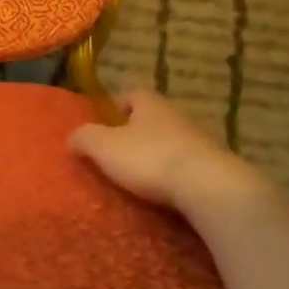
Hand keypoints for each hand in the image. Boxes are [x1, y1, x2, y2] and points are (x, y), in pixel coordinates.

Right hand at [69, 90, 285, 229]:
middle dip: (138, 133)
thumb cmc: (150, 159)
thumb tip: (72, 137)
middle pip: (154, 119)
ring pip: (173, 142)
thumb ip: (85, 138)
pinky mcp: (216, 167)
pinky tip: (168, 194)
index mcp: (150, 104)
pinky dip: (178, 176)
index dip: (118, 106)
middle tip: (120, 154)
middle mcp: (177, 115)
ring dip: (160, 155)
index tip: (107, 125)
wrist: (209, 187)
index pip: (132, 95)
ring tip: (143, 178)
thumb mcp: (104, 147)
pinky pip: (190, 166)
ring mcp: (201, 141)